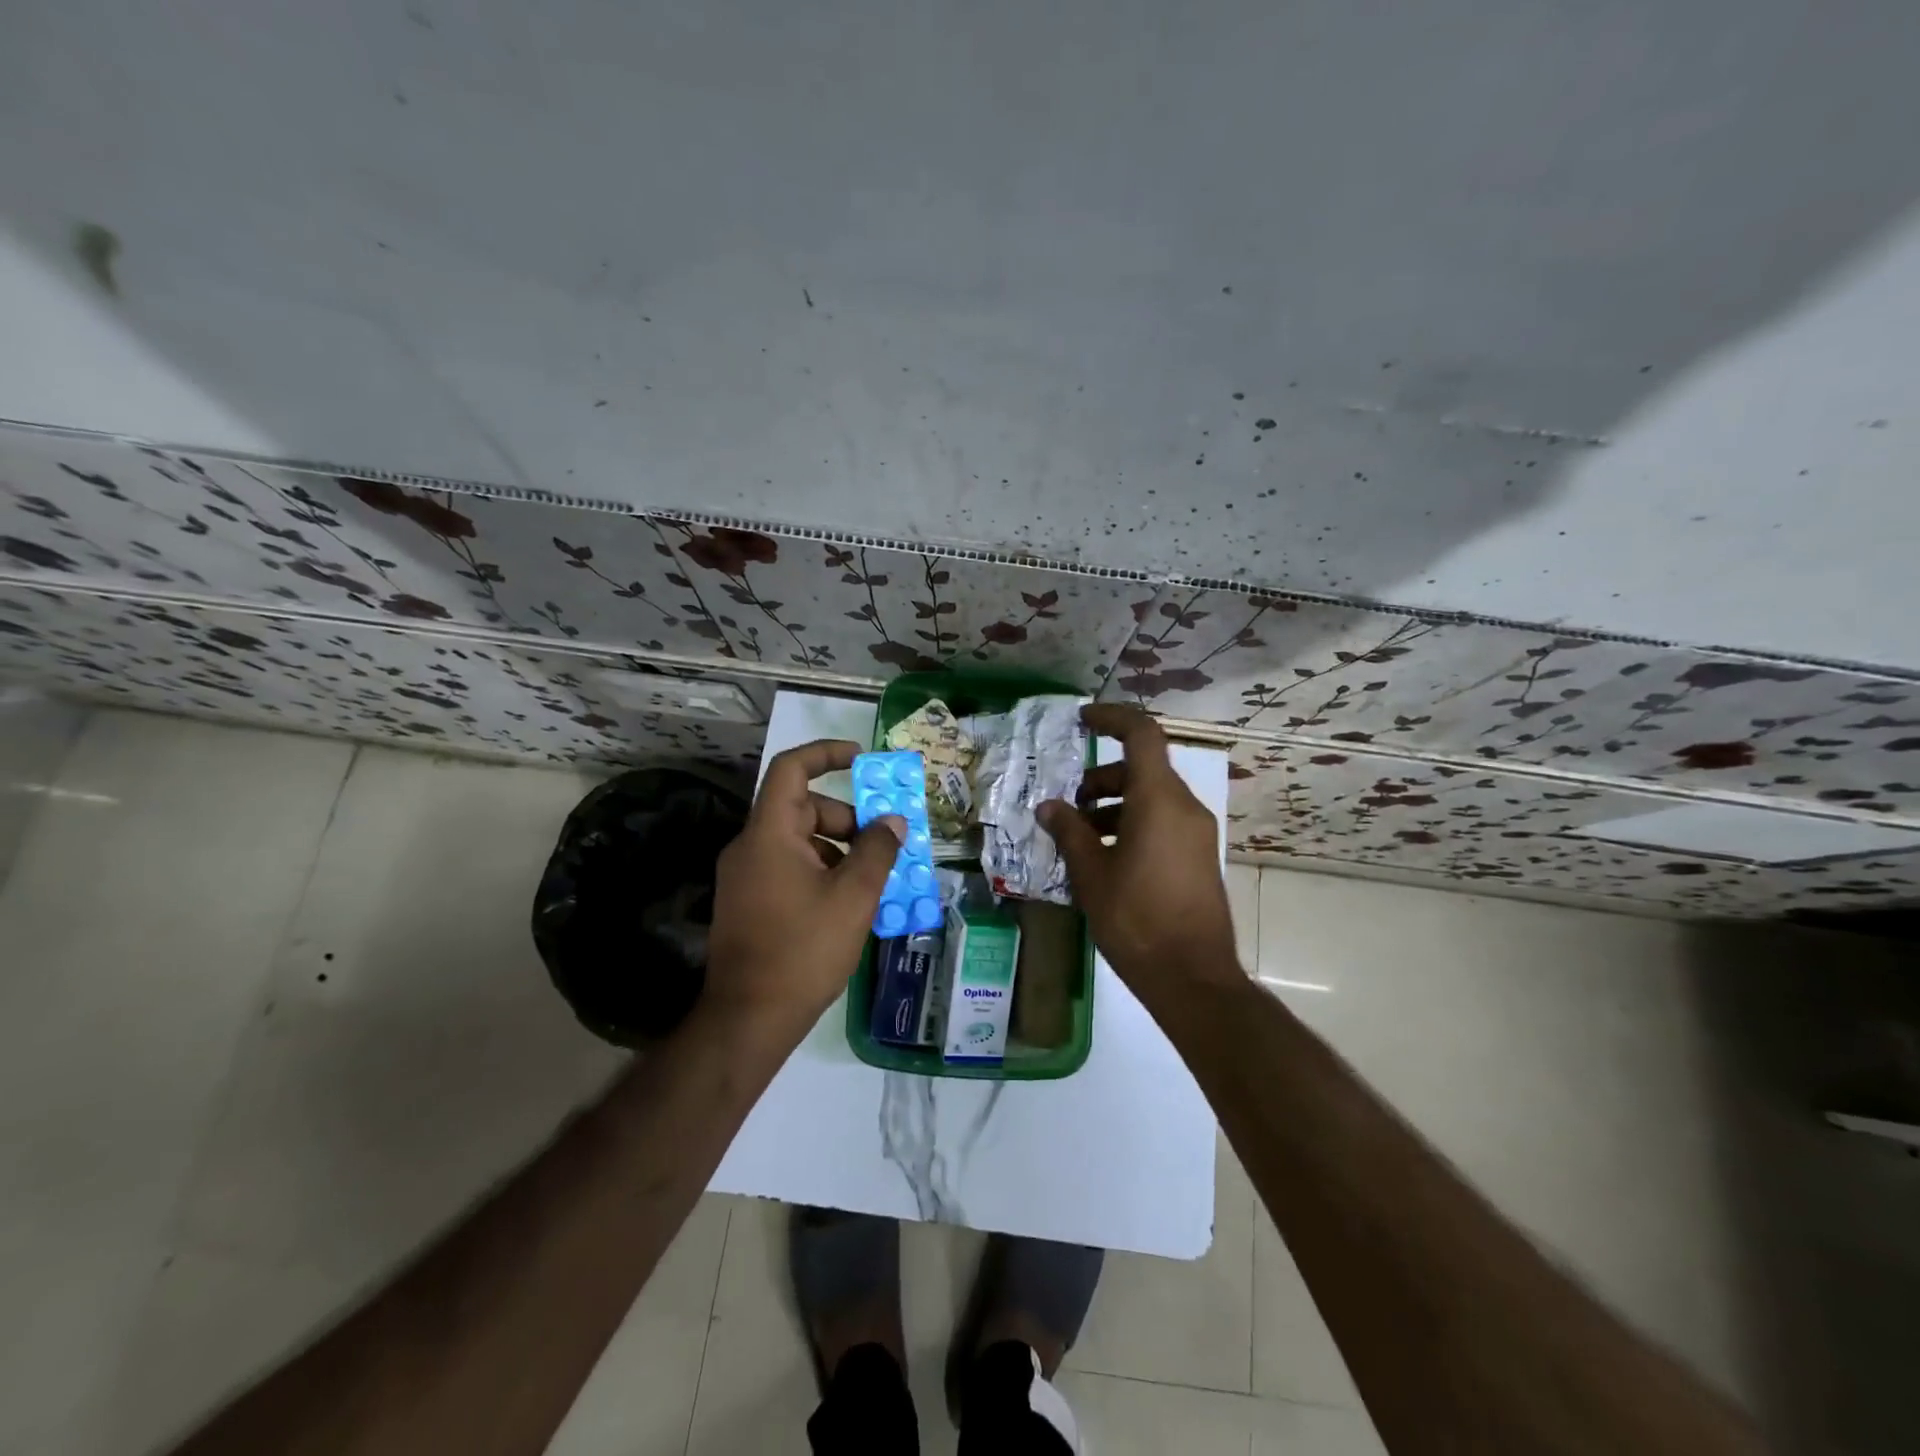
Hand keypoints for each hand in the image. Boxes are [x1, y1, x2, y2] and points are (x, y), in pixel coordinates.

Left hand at [707, 739, 905, 1029]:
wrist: (749, 1019)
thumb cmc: (804, 950)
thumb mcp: (854, 897)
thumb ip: (878, 850)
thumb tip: (892, 821)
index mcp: (769, 834)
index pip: (791, 769)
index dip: (826, 754)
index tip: (862, 759)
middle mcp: (750, 847)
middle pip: (802, 809)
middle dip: (847, 819)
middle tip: (884, 844)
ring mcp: (745, 877)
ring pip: (799, 841)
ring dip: (838, 849)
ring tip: (874, 879)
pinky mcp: (748, 902)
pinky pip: (789, 868)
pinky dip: (821, 871)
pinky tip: (849, 903)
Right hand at [1037, 705, 1240, 997]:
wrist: (1193, 978)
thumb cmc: (1136, 919)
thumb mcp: (1092, 874)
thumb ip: (1069, 832)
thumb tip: (1049, 807)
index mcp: (1159, 800)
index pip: (1141, 735)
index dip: (1111, 718)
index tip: (1081, 720)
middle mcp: (1184, 808)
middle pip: (1141, 769)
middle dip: (1100, 779)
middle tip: (1069, 807)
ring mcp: (1196, 834)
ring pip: (1151, 799)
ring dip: (1113, 806)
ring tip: (1079, 839)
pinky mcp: (1197, 858)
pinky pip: (1162, 824)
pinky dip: (1131, 826)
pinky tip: (1104, 861)